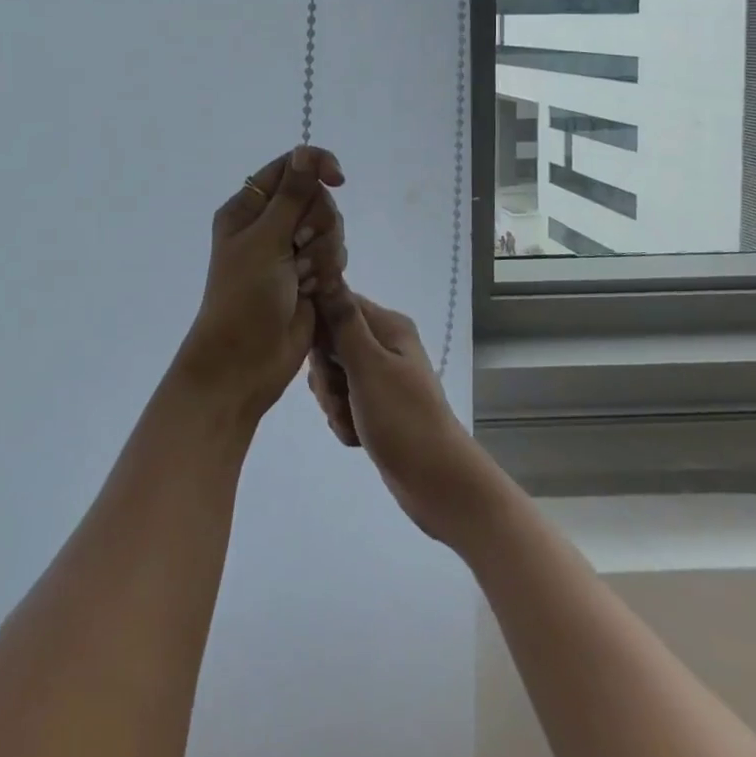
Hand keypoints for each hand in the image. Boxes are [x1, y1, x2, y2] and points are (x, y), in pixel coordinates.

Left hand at [172, 146, 347, 425]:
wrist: (245, 363)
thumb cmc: (244, 297)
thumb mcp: (266, 240)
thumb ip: (292, 196)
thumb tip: (306, 152)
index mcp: (248, 208)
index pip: (290, 167)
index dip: (316, 167)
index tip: (338, 179)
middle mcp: (270, 224)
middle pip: (317, 198)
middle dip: (318, 223)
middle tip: (300, 249)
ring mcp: (290, 251)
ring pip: (331, 228)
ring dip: (324, 252)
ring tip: (304, 278)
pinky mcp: (309, 276)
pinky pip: (335, 256)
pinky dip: (329, 272)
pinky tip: (315, 292)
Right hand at [307, 292, 497, 544]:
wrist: (437, 484)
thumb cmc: (403, 419)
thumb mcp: (368, 366)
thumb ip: (343, 321)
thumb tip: (326, 272)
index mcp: (387, 326)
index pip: (336, 304)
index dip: (319, 328)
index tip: (319, 355)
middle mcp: (384, 346)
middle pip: (330, 344)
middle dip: (326, 375)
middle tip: (342, 396)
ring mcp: (380, 378)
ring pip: (332, 377)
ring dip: (333, 402)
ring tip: (353, 420)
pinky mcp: (375, 407)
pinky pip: (342, 403)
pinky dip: (344, 420)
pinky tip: (358, 437)